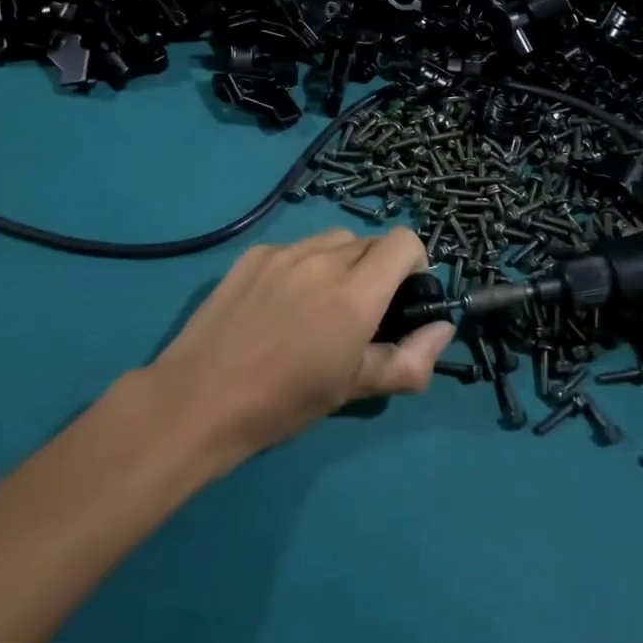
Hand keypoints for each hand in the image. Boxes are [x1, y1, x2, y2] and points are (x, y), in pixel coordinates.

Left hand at [150, 227, 454, 458]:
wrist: (199, 399)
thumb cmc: (284, 402)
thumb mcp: (354, 388)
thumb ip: (411, 359)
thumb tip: (443, 328)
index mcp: (354, 293)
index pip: (403, 241)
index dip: (412, 263)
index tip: (401, 297)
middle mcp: (323, 259)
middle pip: (369, 242)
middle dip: (377, 269)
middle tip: (358, 312)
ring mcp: (283, 252)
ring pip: (332, 240)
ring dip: (341, 263)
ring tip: (318, 305)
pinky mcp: (253, 254)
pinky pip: (295, 247)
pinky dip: (302, 266)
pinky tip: (279, 304)